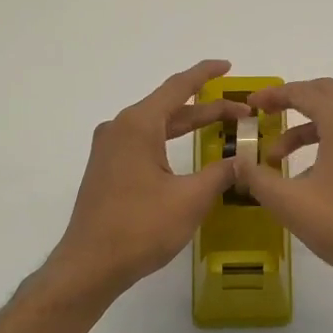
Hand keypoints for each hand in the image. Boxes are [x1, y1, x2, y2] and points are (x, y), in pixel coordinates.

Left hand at [43, 60, 249, 301]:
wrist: (90, 265)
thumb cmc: (140, 227)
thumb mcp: (190, 199)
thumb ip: (220, 174)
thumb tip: (243, 162)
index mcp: (138, 125)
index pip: (178, 88)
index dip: (205, 75)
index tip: (228, 66)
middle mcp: (119, 129)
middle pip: (169, 108)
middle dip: (207, 109)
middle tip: (242, 114)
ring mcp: (110, 150)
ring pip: (156, 127)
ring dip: (188, 126)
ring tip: (221, 127)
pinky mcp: (107, 170)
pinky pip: (144, 143)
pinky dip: (170, 142)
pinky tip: (187, 153)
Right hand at [235, 77, 332, 298]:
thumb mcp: (291, 204)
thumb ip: (258, 178)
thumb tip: (238, 163)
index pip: (304, 92)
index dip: (273, 95)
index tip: (249, 106)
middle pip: (324, 94)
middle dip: (291, 101)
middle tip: (263, 116)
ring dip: (305, 128)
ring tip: (276, 159)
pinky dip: (325, 141)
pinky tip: (307, 175)